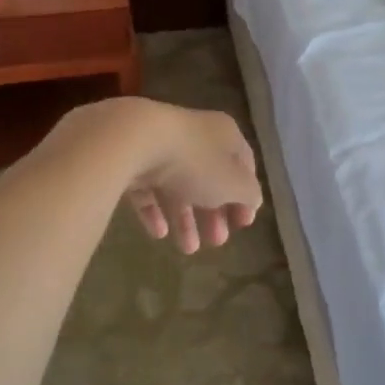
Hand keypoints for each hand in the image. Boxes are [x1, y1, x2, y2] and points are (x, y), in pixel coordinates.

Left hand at [118, 102, 262, 253]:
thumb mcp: (234, 183)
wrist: (135, 140)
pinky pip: (149, 188)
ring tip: (188, 249)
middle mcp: (195, 136)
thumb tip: (252, 200)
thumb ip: (248, 195)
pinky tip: (158, 234)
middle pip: (210, 178)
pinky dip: (156, 211)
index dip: (246, 195)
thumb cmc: (195, 161)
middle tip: (218, 242)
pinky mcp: (133, 159)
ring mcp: (162, 146)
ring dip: (186, 219)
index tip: (244, 224)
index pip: (243, 165)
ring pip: (179, 186)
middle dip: (215, 213)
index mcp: (225, 135)